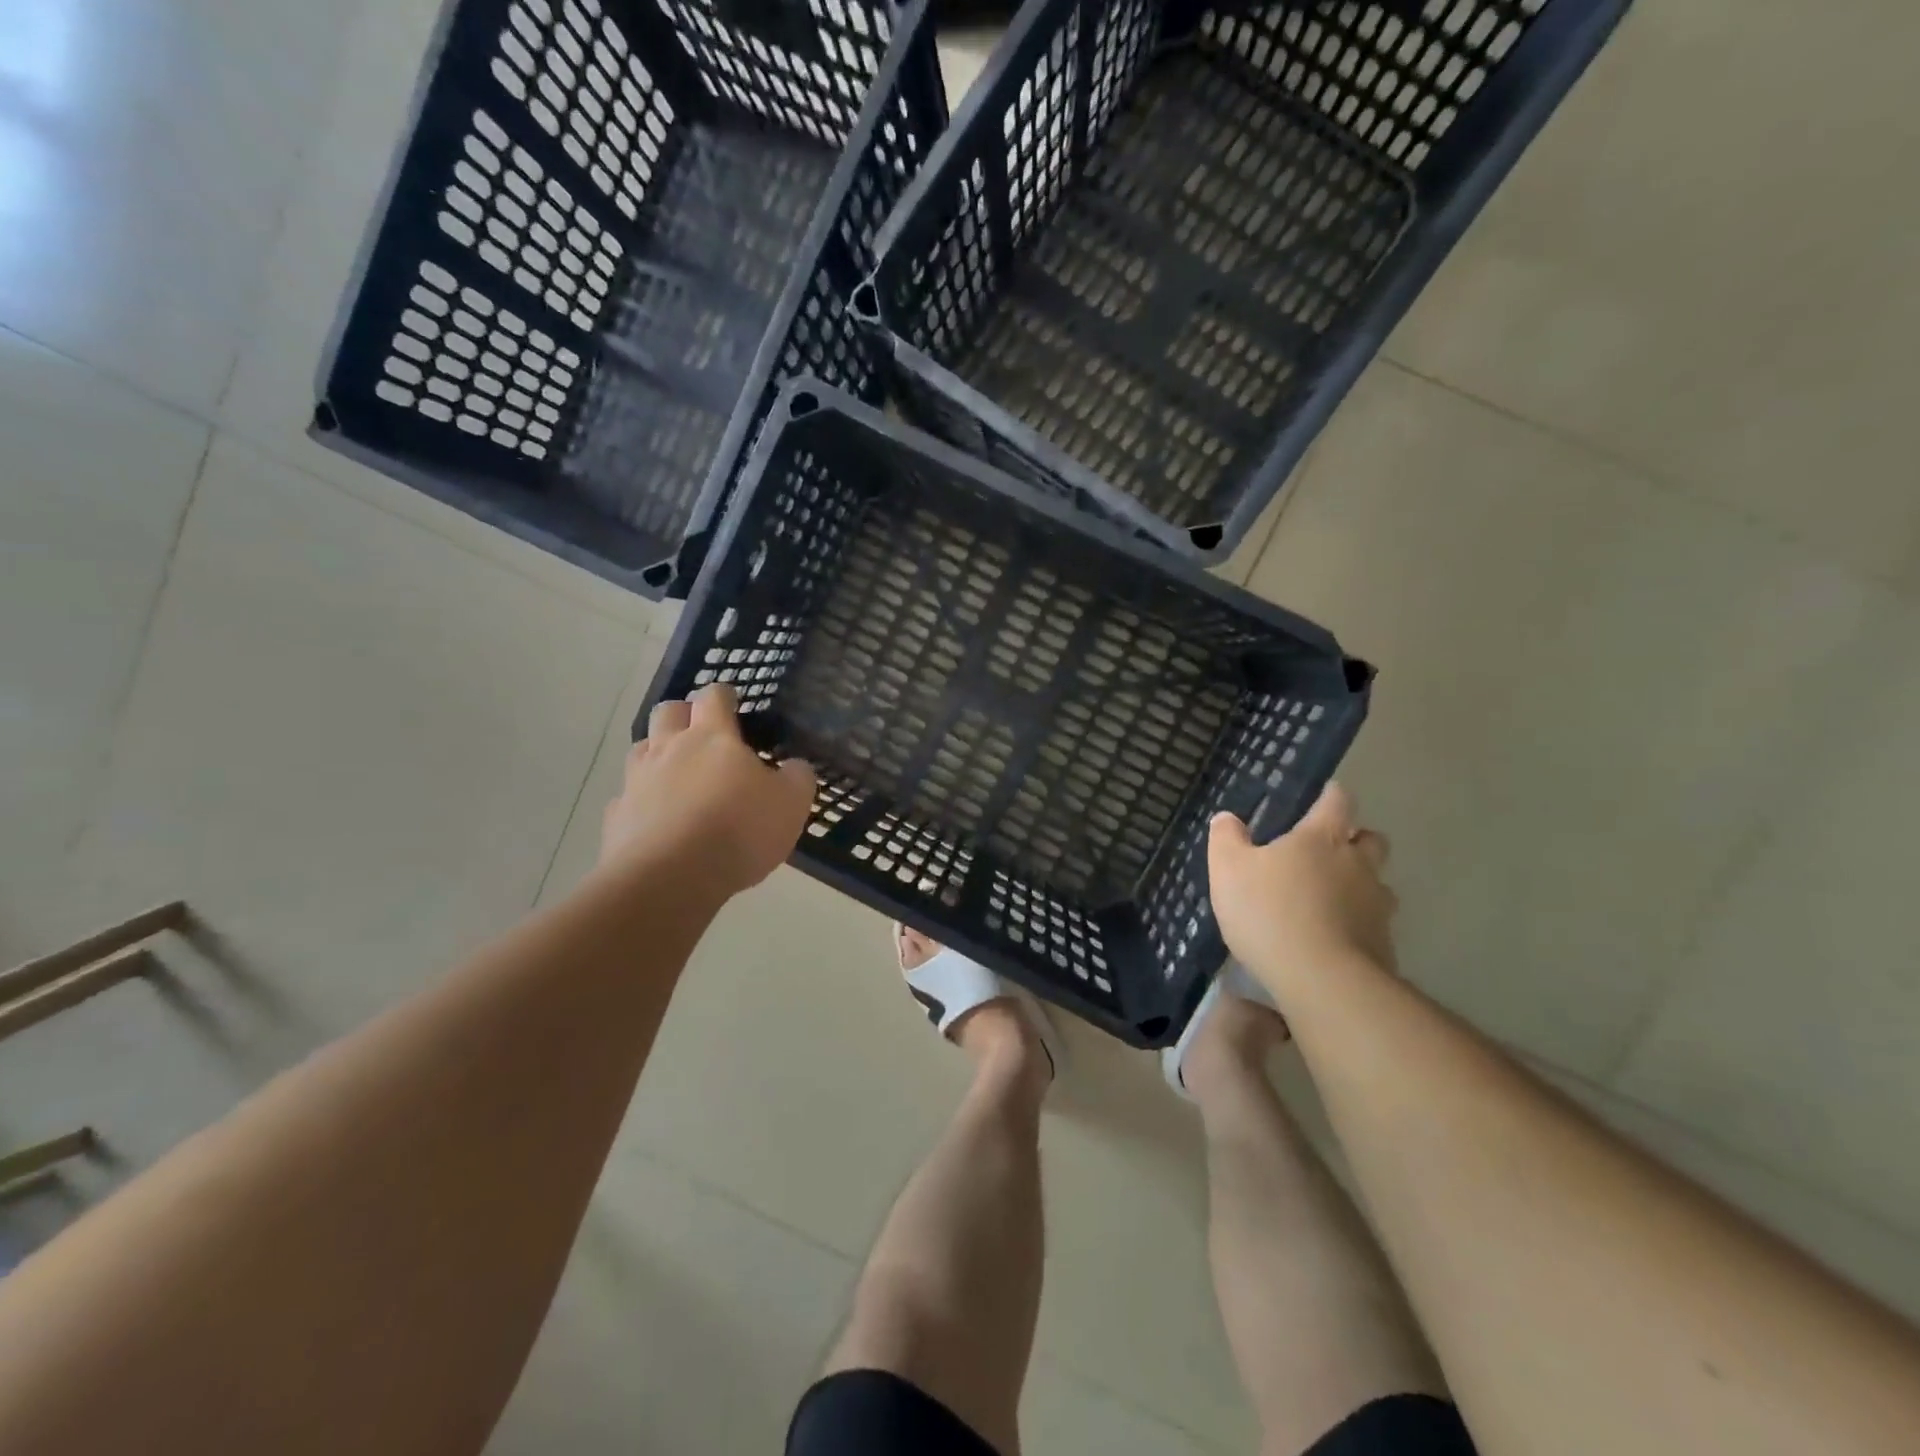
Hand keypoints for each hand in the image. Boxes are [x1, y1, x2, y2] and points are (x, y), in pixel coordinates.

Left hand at [600, 683, 816, 897]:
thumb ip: (797, 778)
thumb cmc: (738, 830)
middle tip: (701, 733)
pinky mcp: (617, 816)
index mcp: (711, 737)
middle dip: (683, 714)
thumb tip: (795, 766)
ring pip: (640, 750)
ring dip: (657, 753)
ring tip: (677, 775)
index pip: (713, 697)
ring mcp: (637, 781)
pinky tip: (657, 820)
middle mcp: (668, 749)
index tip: (732, 701)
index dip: (723, 695)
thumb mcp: (791, 804)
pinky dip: (641, 802)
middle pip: (666, 712)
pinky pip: (627, 798)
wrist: (670, 878)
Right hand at [1208, 782, 1397, 1003]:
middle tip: (1328, 851)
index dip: (1331, 796)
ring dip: (1360, 884)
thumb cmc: (1270, 912)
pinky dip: (1358, 924)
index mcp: (1322, 838)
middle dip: (1354, 839)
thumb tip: (1227, 818)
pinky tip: (1335, 938)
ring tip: (1331, 900)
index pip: (1337, 801)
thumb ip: (1227, 839)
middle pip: (1370, 839)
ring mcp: (1376, 904)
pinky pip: (1374, 923)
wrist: (1322, 979)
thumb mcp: (1228, 870)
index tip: (1324, 796)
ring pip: (1377, 883)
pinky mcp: (1384, 943)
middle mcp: (1357, 864)